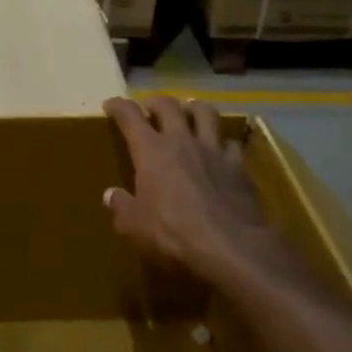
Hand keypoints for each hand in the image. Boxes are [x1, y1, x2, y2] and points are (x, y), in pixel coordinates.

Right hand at [103, 96, 265, 285]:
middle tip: (151, 109)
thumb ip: (122, 207)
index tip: (111, 104)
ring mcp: (214, 151)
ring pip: (205, 112)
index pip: (130, 115)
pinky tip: (221, 152)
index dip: (118, 106)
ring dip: (194, 109)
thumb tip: (111, 195)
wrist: (232, 249)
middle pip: (168, 105)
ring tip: (189, 113)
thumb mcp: (136, 227)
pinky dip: (223, 143)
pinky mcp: (240, 167)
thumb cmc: (174, 234)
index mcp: (151, 151)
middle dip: (156, 102)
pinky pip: (231, 144)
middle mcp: (182, 141)